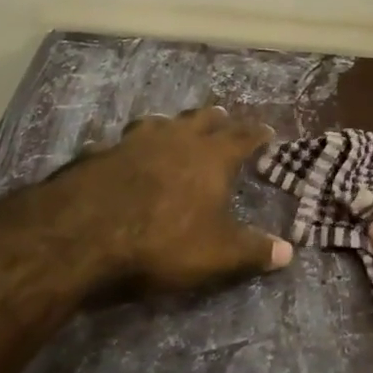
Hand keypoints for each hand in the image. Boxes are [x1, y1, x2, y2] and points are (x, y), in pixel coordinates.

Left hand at [36, 106, 291, 295]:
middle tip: (224, 118)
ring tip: (175, 127)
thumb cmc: (163, 240)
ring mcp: (137, 141)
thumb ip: (253, 251)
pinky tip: (125, 154)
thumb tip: (288, 252)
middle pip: (202, 119)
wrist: (84, 233)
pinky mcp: (102, 153)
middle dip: (216, 119)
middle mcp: (178, 139)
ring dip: (173, 124)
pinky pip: (124, 141)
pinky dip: (132, 145)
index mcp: (212, 156)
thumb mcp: (217, 254)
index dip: (257, 134)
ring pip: (162, 122)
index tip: (266, 131)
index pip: (243, 137)